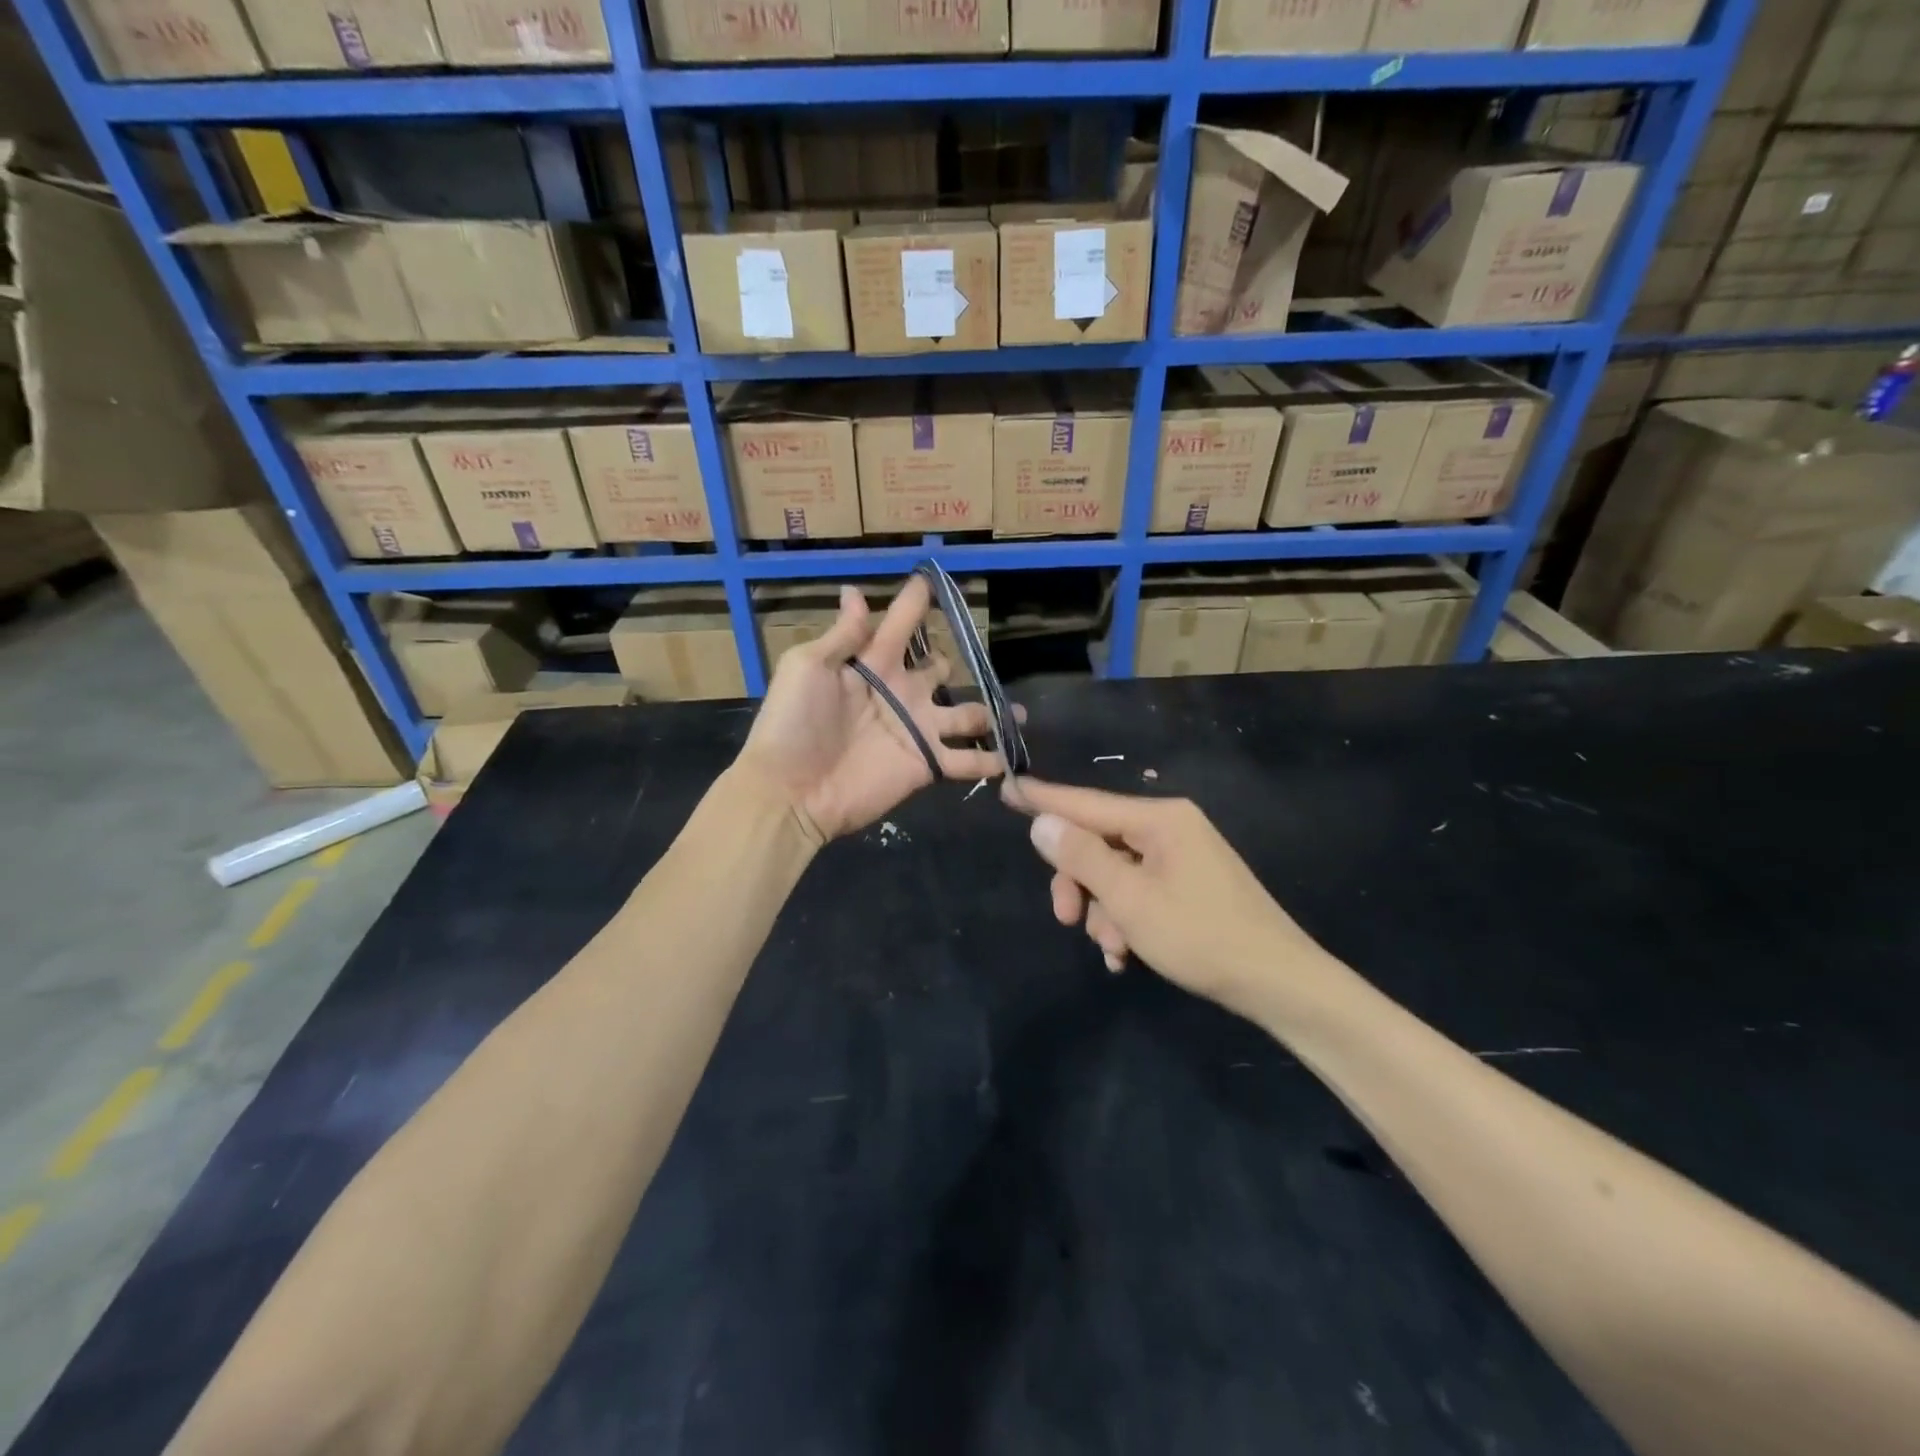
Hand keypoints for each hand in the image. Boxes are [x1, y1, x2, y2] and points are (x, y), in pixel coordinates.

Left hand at [740, 578, 1011, 841]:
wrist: (791, 791)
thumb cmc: (793, 723)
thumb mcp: (808, 667)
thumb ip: (843, 635)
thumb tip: (855, 591)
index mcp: (873, 664)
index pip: (901, 626)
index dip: (916, 603)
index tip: (934, 579)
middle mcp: (902, 693)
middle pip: (939, 670)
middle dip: (954, 661)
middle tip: (981, 653)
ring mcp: (919, 731)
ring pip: (966, 715)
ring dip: (992, 713)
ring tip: (1019, 713)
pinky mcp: (927, 765)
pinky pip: (967, 760)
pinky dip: (991, 759)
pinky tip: (1013, 756)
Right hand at [1007, 777, 1333, 1019]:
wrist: (1279, 984)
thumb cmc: (1201, 936)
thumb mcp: (1130, 899)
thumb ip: (1082, 857)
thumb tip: (1042, 822)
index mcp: (1159, 819)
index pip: (1086, 803)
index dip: (1043, 799)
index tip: (1006, 786)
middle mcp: (1170, 828)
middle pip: (1098, 844)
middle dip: (1079, 884)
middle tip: (1066, 920)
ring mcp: (1181, 857)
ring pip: (1116, 874)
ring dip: (1105, 912)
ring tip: (1115, 950)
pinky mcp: (1188, 885)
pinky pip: (1139, 892)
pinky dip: (1126, 919)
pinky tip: (1126, 956)